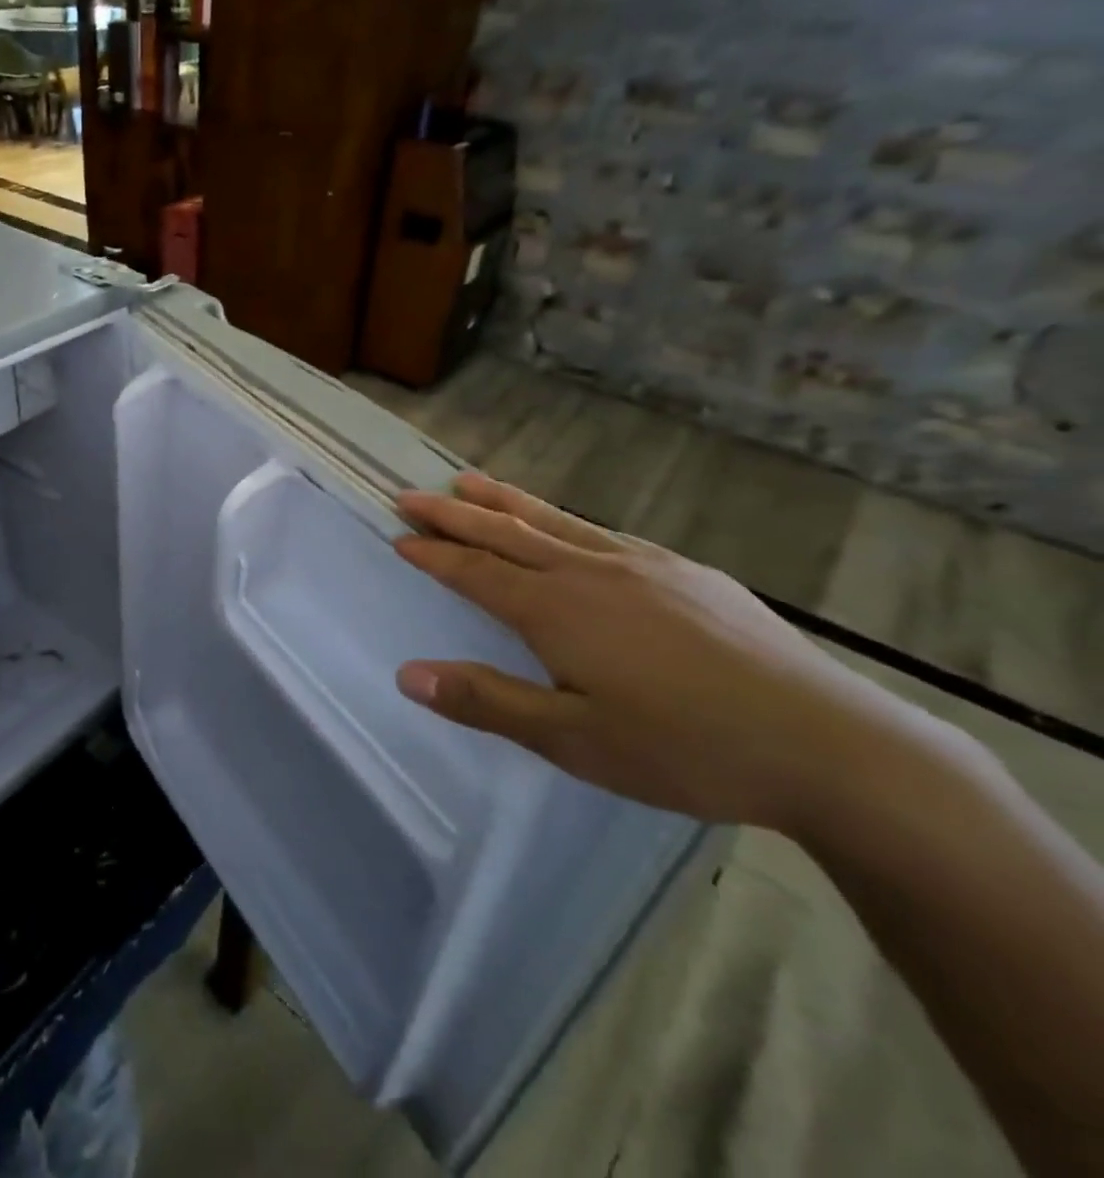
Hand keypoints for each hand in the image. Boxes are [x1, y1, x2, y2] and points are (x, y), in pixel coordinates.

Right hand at [392, 474, 934, 835]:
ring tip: (469, 481)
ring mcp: (642, 567)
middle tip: (411, 495)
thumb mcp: (572, 740)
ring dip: (504, 501)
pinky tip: (567, 525)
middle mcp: (590, 573)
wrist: (831, 747)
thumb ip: (486, 701)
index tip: (398, 536)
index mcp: (556, 610)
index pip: (475, 571)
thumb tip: (406, 674)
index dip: (433, 554)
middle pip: (505, 533)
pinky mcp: (686, 573)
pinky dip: (565, 520)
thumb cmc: (686, 749)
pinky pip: (604, 533)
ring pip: (555, 522)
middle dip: (453, 514)